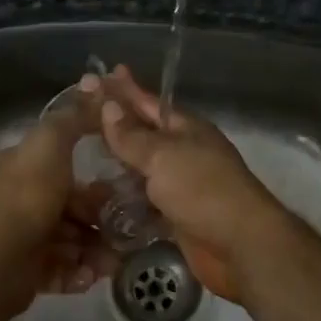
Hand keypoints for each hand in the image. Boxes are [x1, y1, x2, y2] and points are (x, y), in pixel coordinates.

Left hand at [0, 102, 119, 313]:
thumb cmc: (27, 195)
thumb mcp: (52, 142)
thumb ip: (74, 116)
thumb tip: (96, 83)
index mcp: (18, 167)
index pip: (58, 165)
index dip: (88, 173)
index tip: (118, 181)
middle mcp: (17, 201)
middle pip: (68, 205)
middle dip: (97, 216)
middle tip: (126, 225)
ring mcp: (20, 238)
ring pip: (68, 239)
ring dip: (95, 248)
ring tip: (116, 258)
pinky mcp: (25, 273)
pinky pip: (61, 269)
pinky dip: (79, 271)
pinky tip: (95, 274)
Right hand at [89, 66, 306, 301]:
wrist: (241, 246)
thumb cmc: (203, 190)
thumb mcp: (163, 156)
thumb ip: (132, 136)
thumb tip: (108, 106)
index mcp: (186, 128)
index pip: (148, 102)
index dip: (125, 89)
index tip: (100, 75)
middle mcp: (183, 152)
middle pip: (143, 133)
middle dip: (115, 125)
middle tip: (79, 115)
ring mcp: (181, 184)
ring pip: (142, 167)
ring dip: (116, 163)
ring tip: (81, 155)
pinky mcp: (175, 215)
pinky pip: (144, 199)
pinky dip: (124, 197)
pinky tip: (99, 197)